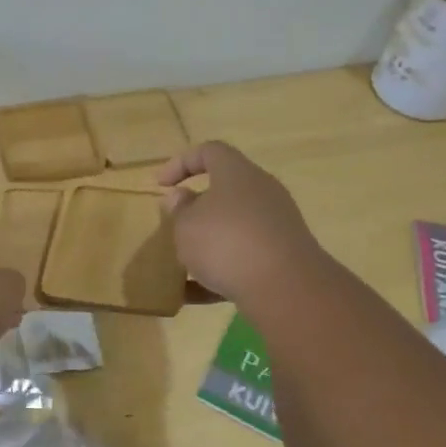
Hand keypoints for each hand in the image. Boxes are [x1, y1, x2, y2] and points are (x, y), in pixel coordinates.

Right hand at [158, 141, 324, 303]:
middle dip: (197, 208)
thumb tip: (182, 197)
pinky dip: (219, 272)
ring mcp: (275, 225)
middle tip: (174, 223)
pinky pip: (243, 258)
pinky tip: (192, 294)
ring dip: (207, 242)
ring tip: (181, 262)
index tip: (160, 185)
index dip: (181, 163)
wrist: (285, 288)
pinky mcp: (282, 257)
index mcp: (237, 173)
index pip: (210, 152)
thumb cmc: (226, 243)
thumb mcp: (186, 225)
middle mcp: (261, 192)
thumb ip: (180, 210)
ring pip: (234, 227)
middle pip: (225, 190)